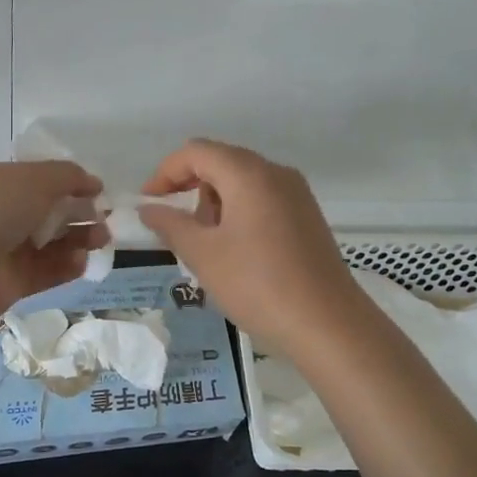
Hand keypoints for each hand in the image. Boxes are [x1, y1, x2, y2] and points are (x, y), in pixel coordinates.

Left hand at [0, 161, 107, 313]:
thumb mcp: (34, 179)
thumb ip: (68, 176)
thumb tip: (93, 182)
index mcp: (0, 183)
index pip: (41, 179)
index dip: (70, 183)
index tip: (98, 190)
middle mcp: (4, 214)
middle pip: (52, 211)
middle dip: (81, 213)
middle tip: (105, 218)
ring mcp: (9, 248)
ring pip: (54, 241)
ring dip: (81, 238)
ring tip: (101, 239)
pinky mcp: (16, 280)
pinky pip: (49, 269)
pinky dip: (67, 265)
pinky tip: (81, 260)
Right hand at [137, 140, 360, 348]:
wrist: (328, 324)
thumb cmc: (258, 285)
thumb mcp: (203, 255)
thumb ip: (170, 224)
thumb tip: (148, 208)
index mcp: (248, 173)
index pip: (196, 152)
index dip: (165, 172)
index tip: (149, 204)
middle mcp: (276, 173)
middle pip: (221, 163)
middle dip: (191, 189)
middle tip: (178, 229)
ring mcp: (297, 194)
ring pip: (243, 182)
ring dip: (215, 203)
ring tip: (207, 247)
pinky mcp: (308, 217)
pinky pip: (263, 200)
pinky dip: (240, 213)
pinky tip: (238, 253)